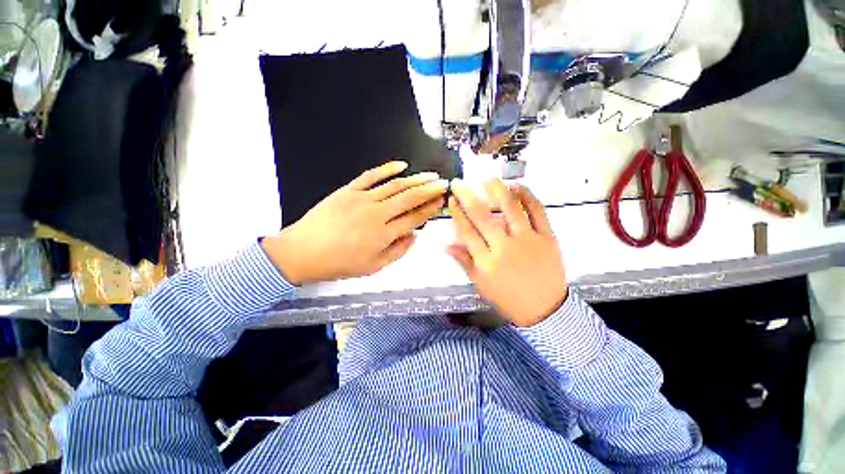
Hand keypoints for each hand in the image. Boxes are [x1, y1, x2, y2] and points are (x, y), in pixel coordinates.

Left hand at [263, 161, 448, 284]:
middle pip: (409, 198)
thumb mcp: (373, 267)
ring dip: (415, 179)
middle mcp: (377, 213)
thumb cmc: (339, 263)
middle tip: (443, 184)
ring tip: (430, 175)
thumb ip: (398, 251)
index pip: (414, 217)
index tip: (442, 202)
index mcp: (384, 234)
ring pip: (395, 185)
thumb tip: (413, 235)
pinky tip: (401, 165)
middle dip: (429, 190)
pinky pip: (371, 175)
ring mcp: (362, 199)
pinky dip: (387, 169)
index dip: (430, 209)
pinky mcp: (348, 190)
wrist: (302, 252)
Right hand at [447, 179, 566, 326]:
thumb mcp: (481, 284)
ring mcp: (528, 240)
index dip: (457, 213)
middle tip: (460, 183)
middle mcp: (505, 247)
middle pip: (483, 216)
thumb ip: (464, 262)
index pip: (467, 232)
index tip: (452, 200)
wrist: (545, 309)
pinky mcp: (547, 237)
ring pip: (511, 208)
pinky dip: (527, 196)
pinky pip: (537, 211)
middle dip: (468, 196)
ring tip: (487, 179)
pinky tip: (518, 186)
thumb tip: (447, 245)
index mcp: (487, 262)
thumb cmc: (508, 298)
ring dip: (497, 190)